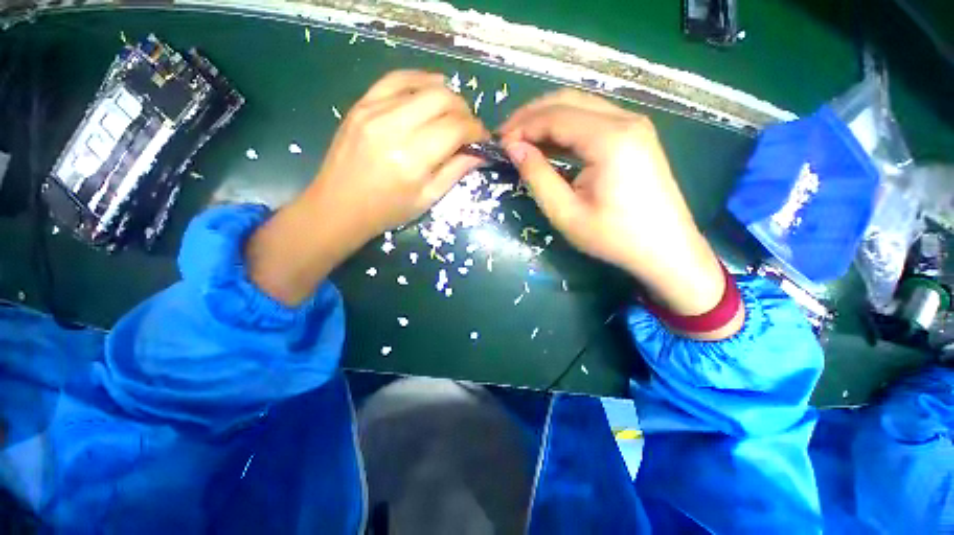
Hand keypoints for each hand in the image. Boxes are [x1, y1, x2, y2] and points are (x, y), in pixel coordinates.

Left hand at [246, 71, 486, 305]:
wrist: (339, 206)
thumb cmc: (387, 211)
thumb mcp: (427, 199)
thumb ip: (456, 172)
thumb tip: (480, 153)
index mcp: (413, 160)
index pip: (455, 129)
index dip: (476, 130)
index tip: (482, 138)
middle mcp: (394, 128)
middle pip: (443, 100)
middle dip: (464, 111)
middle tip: (468, 128)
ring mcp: (374, 111)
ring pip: (423, 85)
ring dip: (446, 95)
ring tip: (452, 112)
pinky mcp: (361, 104)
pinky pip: (395, 79)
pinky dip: (419, 80)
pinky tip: (431, 88)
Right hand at [500, 90, 734, 331]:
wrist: (666, 249)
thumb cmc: (614, 237)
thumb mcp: (566, 213)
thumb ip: (537, 176)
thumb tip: (513, 148)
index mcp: (609, 138)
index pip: (554, 116)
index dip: (522, 127)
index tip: (499, 145)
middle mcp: (625, 120)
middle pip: (567, 101)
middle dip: (531, 116)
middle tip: (506, 138)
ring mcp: (634, 125)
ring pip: (580, 106)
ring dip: (547, 120)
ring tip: (522, 141)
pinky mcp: (636, 136)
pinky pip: (593, 120)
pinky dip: (566, 128)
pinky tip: (550, 145)